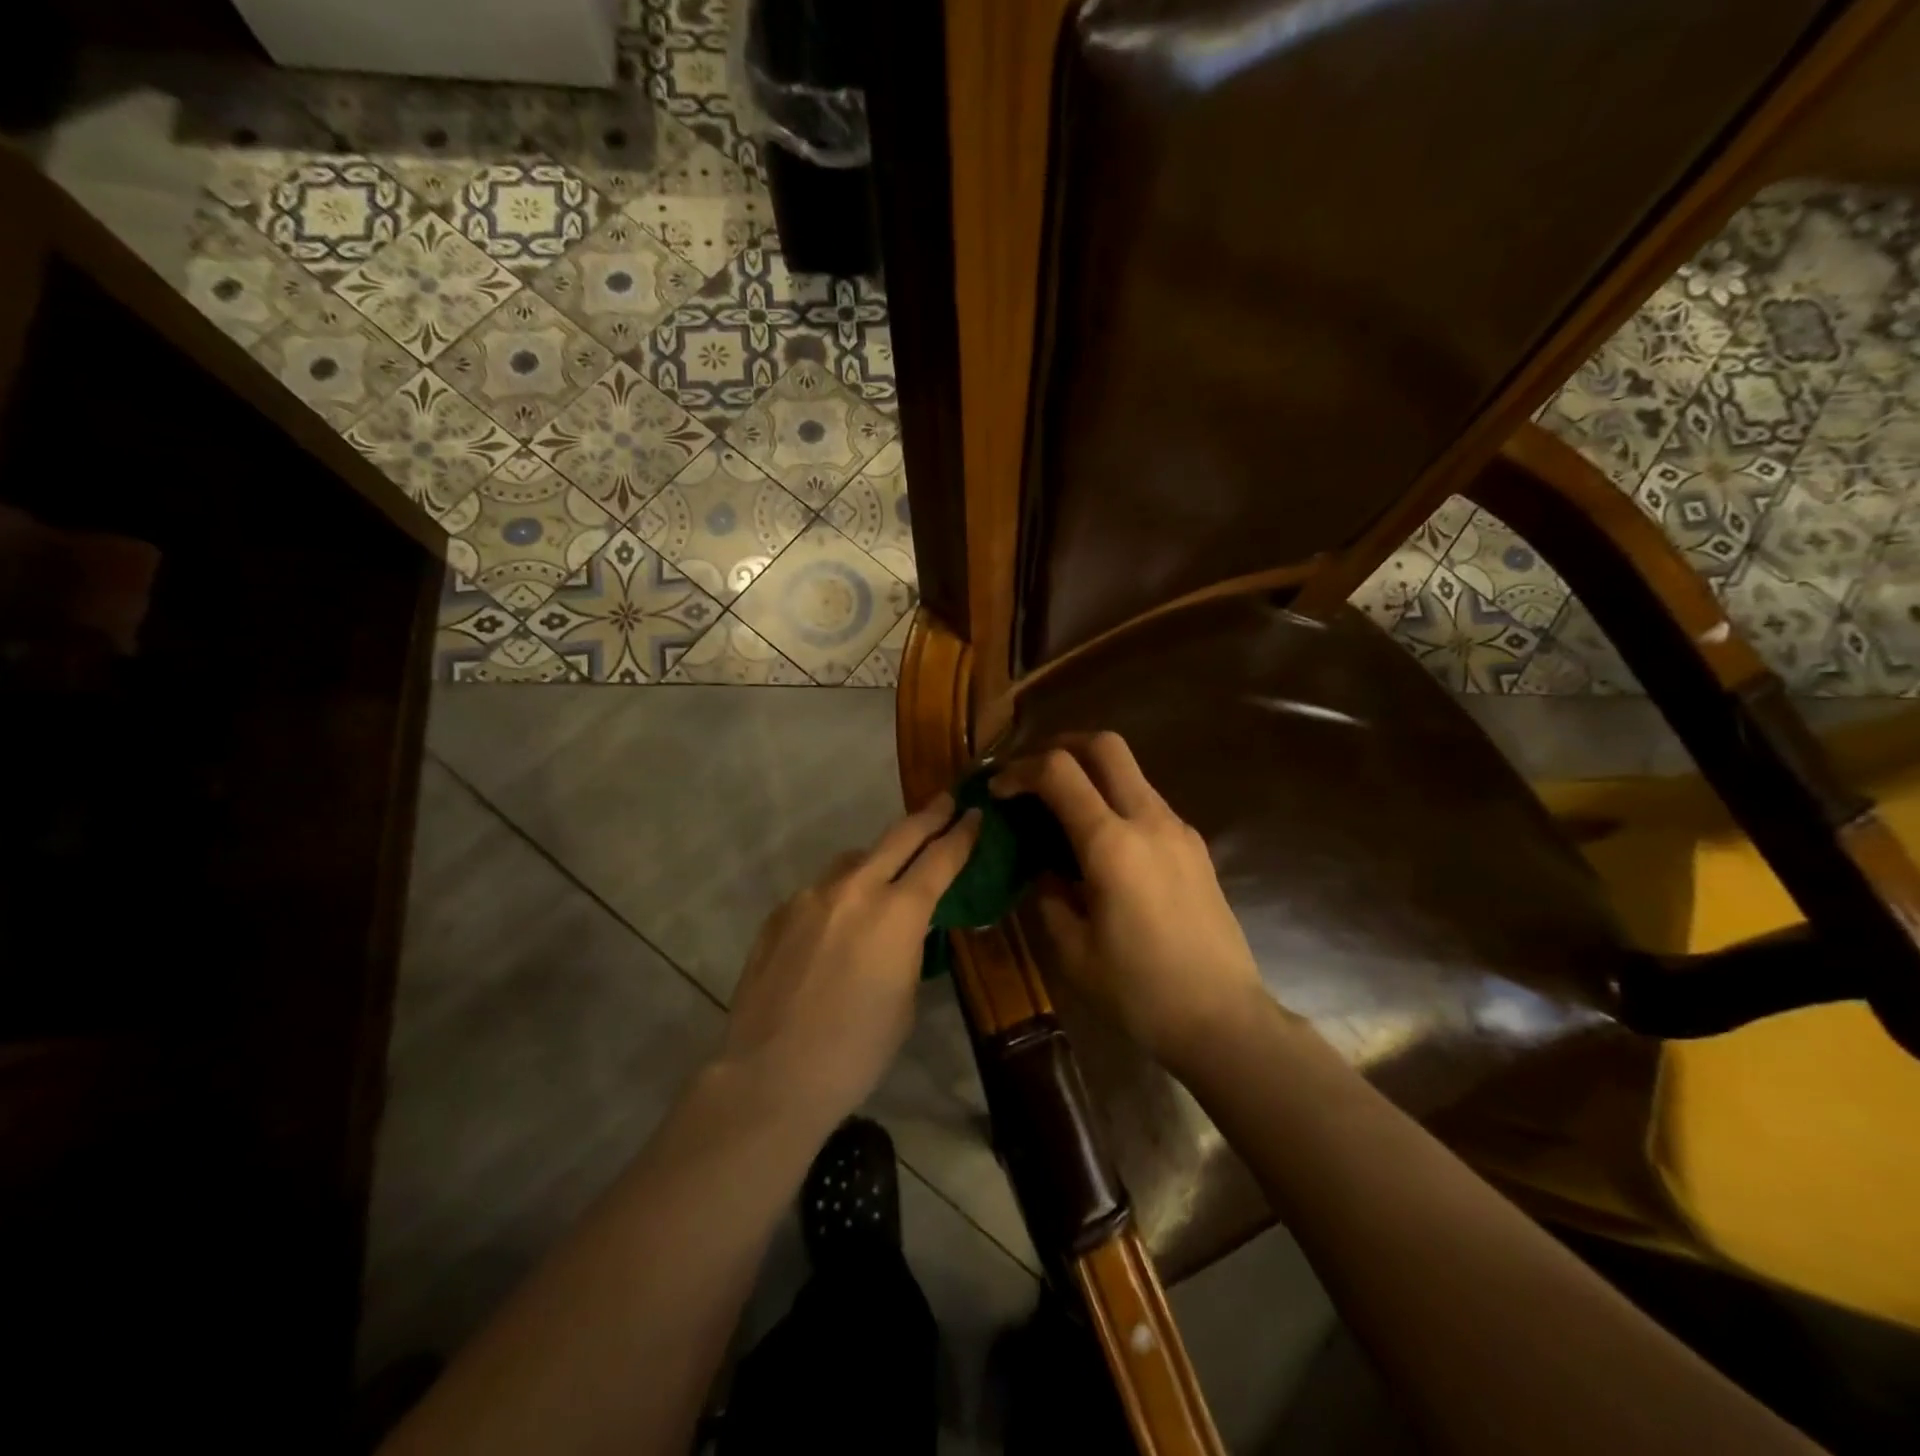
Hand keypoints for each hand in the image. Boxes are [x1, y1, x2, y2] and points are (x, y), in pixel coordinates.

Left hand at [720, 794, 980, 1133]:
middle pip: (899, 836)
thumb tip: (904, 928)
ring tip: (886, 877)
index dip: (962, 834)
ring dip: (877, 860)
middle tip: (947, 800)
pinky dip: (839, 897)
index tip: (976, 814)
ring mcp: (811, 896)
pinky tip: (836, 928)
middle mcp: (855, 889)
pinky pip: (820, 892)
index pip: (940, 859)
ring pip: (854, 861)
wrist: (771, 1075)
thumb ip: (909, 948)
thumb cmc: (856, 1050)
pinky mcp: (779, 913)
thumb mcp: (905, 999)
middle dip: (928, 816)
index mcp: (898, 913)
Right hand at [992, 733, 1267, 1078]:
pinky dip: (1116, 801)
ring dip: (1092, 774)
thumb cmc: (1140, 991)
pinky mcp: (1195, 847)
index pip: (1059, 772)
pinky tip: (1102, 843)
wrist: (1224, 1020)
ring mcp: (1179, 830)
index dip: (1020, 771)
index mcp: (1112, 844)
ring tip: (1063, 810)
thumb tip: (1044, 870)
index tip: (998, 791)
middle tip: (1033, 773)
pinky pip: (1148, 802)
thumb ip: (1048, 897)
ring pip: (1131, 772)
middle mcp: (1149, 821)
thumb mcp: (1073, 951)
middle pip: (1105, 746)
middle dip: (1062, 745)